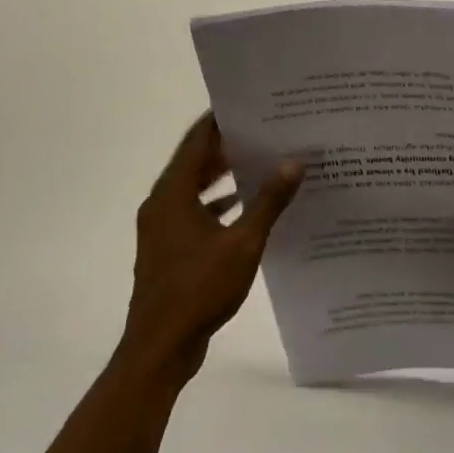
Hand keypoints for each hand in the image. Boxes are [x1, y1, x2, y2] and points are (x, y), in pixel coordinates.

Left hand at [118, 113, 302, 385]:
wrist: (159, 348)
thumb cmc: (198, 289)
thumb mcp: (242, 243)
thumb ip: (268, 201)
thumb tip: (294, 161)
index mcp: (173, 193)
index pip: (197, 140)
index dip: (220, 120)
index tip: (248, 105)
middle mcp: (162, 202)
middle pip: (194, 162)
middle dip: (226, 146)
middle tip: (262, 131)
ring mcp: (161, 227)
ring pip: (192, 188)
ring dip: (221, 176)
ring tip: (258, 162)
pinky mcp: (166, 249)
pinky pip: (191, 212)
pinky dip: (215, 204)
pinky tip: (243, 207)